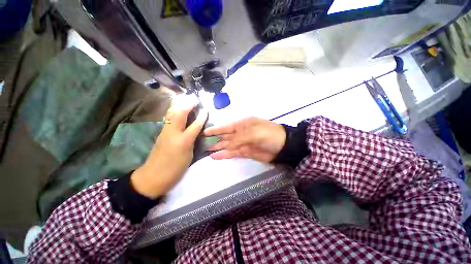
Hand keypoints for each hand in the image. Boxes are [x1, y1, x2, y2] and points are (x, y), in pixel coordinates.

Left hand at [131, 96, 207, 198]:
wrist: (154, 176)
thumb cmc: (175, 168)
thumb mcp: (189, 155)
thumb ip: (193, 140)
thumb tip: (198, 130)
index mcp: (183, 141)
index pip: (195, 125)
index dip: (202, 117)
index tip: (206, 110)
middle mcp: (172, 133)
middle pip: (179, 114)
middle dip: (188, 104)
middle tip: (195, 98)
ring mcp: (165, 131)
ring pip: (171, 113)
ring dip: (179, 104)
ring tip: (187, 100)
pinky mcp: (161, 132)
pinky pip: (168, 118)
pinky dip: (175, 110)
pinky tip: (179, 109)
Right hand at [204, 117, 285, 162]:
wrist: (282, 146)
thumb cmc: (268, 134)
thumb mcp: (252, 133)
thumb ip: (237, 138)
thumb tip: (223, 145)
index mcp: (242, 124)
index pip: (225, 127)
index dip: (215, 129)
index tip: (204, 132)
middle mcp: (240, 133)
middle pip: (224, 136)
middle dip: (214, 139)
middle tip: (201, 143)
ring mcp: (242, 143)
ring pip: (227, 145)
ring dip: (217, 148)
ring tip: (205, 151)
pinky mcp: (245, 152)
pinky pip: (232, 153)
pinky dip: (224, 155)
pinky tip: (216, 156)